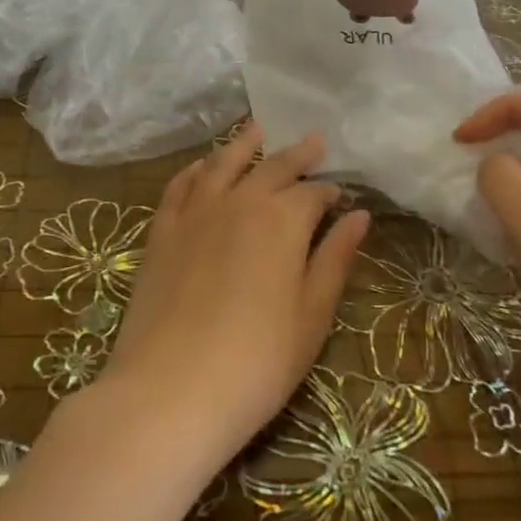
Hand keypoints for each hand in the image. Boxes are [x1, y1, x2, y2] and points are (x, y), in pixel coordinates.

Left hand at [100, 123, 370, 473]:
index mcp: (283, 220)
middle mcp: (239, 201)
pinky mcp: (161, 230)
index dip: (330, 193)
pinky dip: (197, 168)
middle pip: (272, 167)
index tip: (340, 197)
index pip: (313, 194)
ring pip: (223, 163)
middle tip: (313, 142)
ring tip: (257, 129)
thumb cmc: (257, 362)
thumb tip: (359, 216)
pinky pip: (181, 185)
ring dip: (244, 145)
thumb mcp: (311, 316)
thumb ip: (335, 260)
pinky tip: (204, 165)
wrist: (170, 390)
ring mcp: (195, 212)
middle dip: (296, 155)